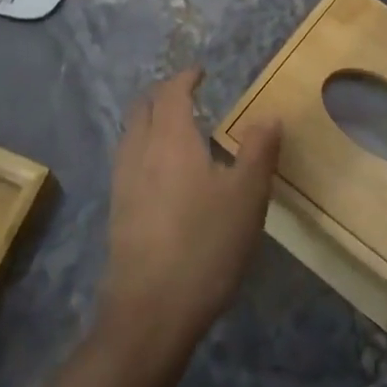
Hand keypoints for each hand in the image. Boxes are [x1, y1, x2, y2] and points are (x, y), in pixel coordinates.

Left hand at [98, 70, 281, 363]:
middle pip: (142, 108)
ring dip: (149, 121)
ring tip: (175, 129)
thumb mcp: (247, 197)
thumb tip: (270, 116)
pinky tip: (162, 174)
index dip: (185, 78)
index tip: (200, 72)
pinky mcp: (117, 212)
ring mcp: (123, 183)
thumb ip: (258, 152)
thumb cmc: (204, 246)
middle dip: (162, 94)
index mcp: (170, 138)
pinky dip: (144, 149)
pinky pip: (128, 162)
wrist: (150, 313)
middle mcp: (139, 152)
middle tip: (186, 94)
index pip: (171, 92)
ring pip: (131, 134)